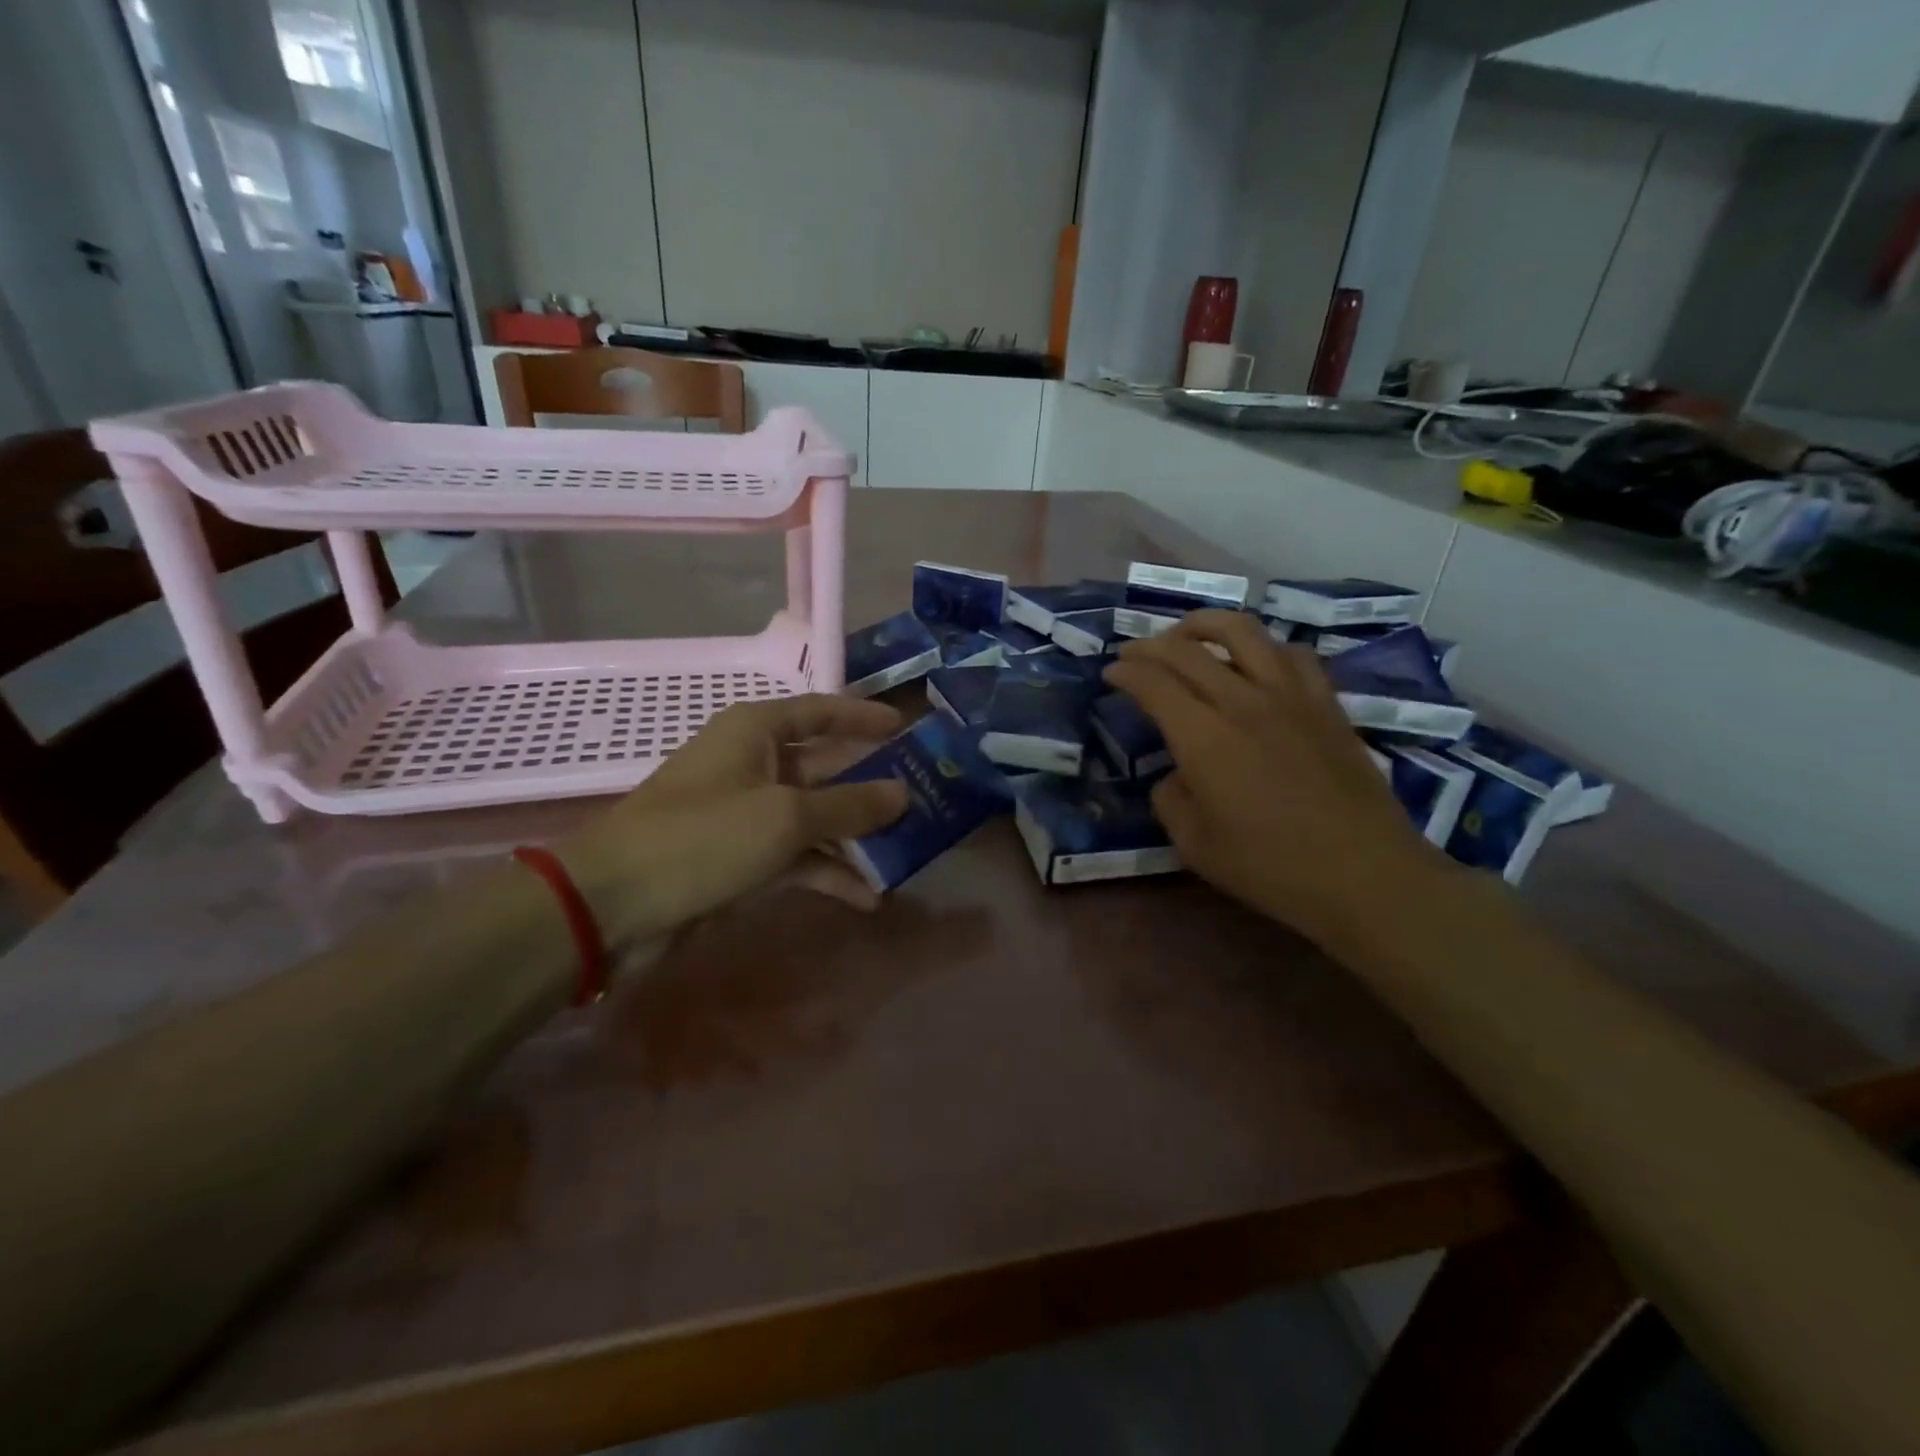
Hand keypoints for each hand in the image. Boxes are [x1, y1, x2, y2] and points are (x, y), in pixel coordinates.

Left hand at [557, 695, 908, 948]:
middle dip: (870, 785)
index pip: (821, 711)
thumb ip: (850, 805)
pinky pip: (797, 856)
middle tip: (922, 798)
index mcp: (756, 732)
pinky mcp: (741, 857)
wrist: (613, 905)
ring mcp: (747, 813)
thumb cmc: (702, 837)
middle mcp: (754, 764)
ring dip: (855, 836)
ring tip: (906, 853)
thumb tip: (903, 793)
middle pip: (825, 767)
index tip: (906, 728)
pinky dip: (828, 872)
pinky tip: (866, 897)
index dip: (863, 718)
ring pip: (815, 816)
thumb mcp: (786, 817)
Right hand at [1103, 610, 1454, 948]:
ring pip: (1243, 632)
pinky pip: (1291, 653)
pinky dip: (1262, 646)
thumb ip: (1171, 799)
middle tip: (1133, 653)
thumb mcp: (1194, 845)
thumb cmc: (1271, 868)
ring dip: (1204, 625)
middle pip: (1188, 650)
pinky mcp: (1326, 703)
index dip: (1126, 671)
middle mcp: (1244, 702)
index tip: (1111, 672)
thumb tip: (1176, 775)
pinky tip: (1255, 661)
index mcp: (1204, 739)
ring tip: (1188, 635)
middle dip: (1150, 645)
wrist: (1365, 875)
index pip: (1154, 683)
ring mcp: (1291, 696)